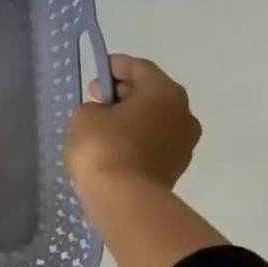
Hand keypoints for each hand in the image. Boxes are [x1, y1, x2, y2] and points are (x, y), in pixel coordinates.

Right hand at [66, 55, 201, 194]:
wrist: (125, 200)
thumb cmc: (104, 146)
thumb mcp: (84, 115)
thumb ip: (93, 107)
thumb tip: (103, 115)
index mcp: (165, 92)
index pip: (139, 68)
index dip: (115, 66)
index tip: (96, 71)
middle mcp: (183, 114)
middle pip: (150, 94)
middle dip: (123, 93)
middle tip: (96, 99)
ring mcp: (184, 144)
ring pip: (153, 121)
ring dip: (130, 119)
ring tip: (101, 127)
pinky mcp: (174, 168)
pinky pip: (152, 144)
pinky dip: (134, 140)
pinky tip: (112, 148)